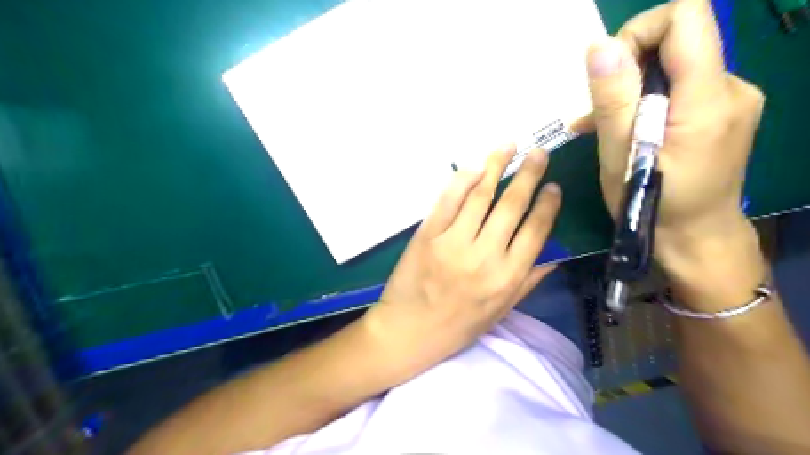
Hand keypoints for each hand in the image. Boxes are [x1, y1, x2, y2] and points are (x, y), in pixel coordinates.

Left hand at [364, 145, 560, 375]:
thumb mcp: (500, 312)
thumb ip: (528, 282)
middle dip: (528, 175)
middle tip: (539, 153)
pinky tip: (476, 167)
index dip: (547, 205)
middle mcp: (484, 256)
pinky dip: (462, 179)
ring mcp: (453, 243)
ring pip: (480, 196)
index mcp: (507, 277)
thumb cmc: (457, 327)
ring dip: (496, 166)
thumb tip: (554, 256)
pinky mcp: (427, 235)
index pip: (536, 231)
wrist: (408, 331)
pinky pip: (447, 200)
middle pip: (511, 206)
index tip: (553, 186)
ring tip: (509, 147)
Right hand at [583, 0, 766, 309]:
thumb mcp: (620, 155)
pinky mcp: (723, 113)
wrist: (695, 238)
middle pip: (679, 40)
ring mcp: (731, 100)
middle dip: (629, 69)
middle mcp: (731, 87)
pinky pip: (681, 88)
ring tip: (603, 127)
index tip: (610, 74)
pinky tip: (626, 129)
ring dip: (633, 90)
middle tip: (601, 112)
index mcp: (708, 98)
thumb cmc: (651, 204)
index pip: (685, 17)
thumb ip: (613, 99)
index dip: (640, 32)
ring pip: (675, 67)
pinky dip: (648, 102)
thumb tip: (600, 46)